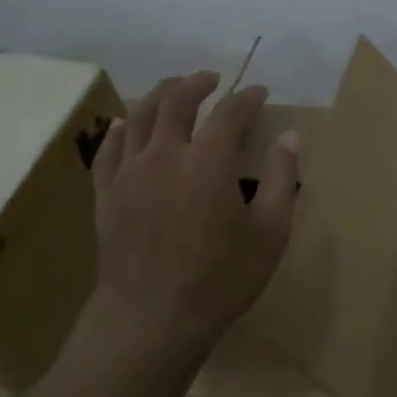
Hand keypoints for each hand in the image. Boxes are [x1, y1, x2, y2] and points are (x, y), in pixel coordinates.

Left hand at [88, 70, 298, 351]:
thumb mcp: (271, 232)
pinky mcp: (105, 193)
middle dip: (197, 84)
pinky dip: (120, 130)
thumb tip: (291, 136)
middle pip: (177, 102)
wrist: (153, 318)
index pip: (231, 113)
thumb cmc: (222, 278)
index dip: (247, 98)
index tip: (259, 93)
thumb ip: (283, 179)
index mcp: (209, 160)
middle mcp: (165, 154)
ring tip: (172, 89)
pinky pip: (108, 149)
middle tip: (211, 79)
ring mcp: (129, 172)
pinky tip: (125, 125)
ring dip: (158, 96)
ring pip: (139, 116)